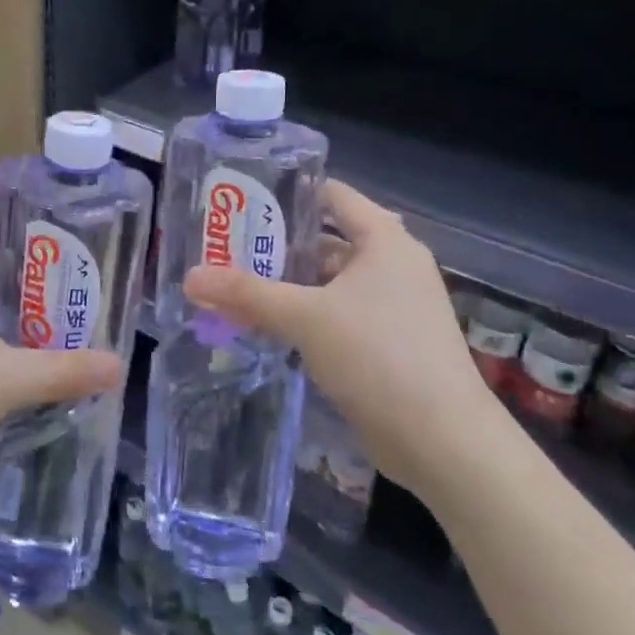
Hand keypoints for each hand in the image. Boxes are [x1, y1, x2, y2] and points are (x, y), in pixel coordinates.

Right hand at [182, 178, 505, 501]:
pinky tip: (265, 325)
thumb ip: (246, 292)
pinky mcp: (389, 342)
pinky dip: (304, 315)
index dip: (287, 192)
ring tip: (234, 285)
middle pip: (325, 240)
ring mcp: (394, 306)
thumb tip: (190, 277)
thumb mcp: (304, 317)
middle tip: (225, 246)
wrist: (444, 443)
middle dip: (275, 245)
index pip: (331, 194)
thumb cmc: (378, 356)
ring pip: (328, 282)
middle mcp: (393, 264)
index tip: (241, 199)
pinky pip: (337, 314)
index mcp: (384, 240)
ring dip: (287, 285)